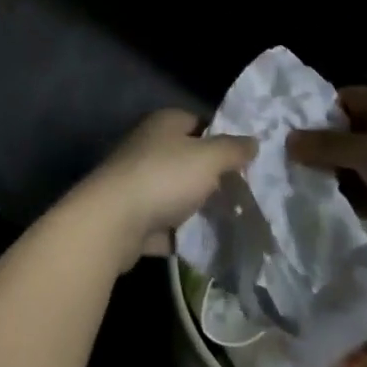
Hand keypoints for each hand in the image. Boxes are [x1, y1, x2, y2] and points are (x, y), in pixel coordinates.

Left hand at [67, 110, 255, 268]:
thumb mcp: (208, 157)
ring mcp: (138, 182)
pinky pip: (166, 223)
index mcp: (164, 124)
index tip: (247, 160)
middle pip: (188, 159)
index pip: (198, 122)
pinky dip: (183, 233)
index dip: (223, 138)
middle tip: (245, 193)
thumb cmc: (163, 177)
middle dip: (213, 176)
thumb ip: (233, 149)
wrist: (113, 222)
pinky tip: (207, 244)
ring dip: (198, 207)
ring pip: (177, 192)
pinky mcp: (133, 216)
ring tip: (233, 221)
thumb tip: (253, 141)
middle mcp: (148, 147)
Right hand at [286, 88, 366, 276]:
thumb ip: (327, 144)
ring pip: (350, 165)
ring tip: (289, 181)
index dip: (316, 111)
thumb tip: (289, 139)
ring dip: (326, 174)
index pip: (345, 99)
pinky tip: (313, 203)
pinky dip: (341, 197)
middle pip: (345, 133)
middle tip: (280, 157)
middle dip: (316, 146)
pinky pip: (360, 192)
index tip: (285, 127)